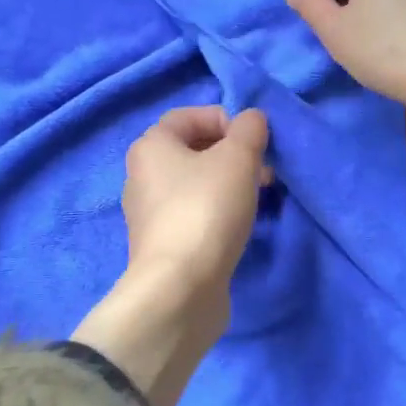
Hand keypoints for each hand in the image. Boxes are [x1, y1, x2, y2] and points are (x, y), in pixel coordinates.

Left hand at [72, 106, 269, 405]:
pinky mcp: (163, 244)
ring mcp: (150, 213)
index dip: (224, 118)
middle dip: (232, 153)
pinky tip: (241, 224)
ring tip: (259, 196)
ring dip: (230, 182)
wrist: (180, 289)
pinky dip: (219, 210)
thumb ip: (249, 130)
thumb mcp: (238, 158)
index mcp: (151, 146)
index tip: (253, 139)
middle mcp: (142, 175)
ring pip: (196, 183)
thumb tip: (251, 120)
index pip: (187, 115)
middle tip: (264, 169)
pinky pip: (195, 213)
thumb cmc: (206, 210)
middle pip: (193, 150)